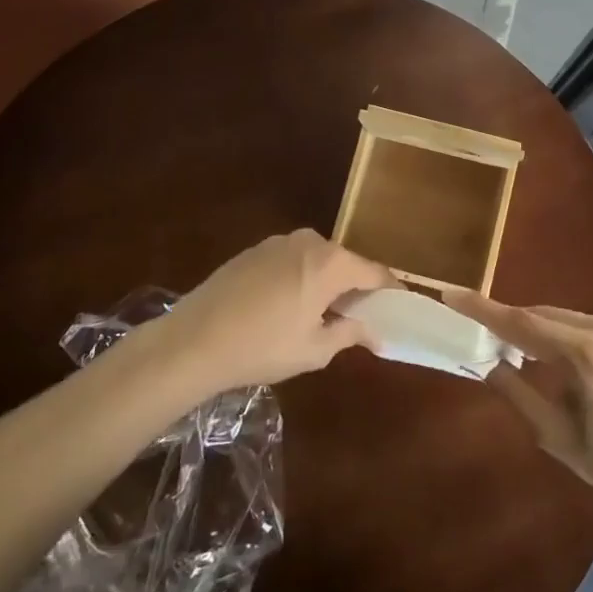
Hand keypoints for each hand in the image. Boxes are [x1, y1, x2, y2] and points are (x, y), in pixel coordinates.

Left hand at [149, 230, 394, 391]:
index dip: (390, 291)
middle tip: (359, 318)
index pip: (374, 272)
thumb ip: (349, 333)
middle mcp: (309, 241)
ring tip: (322, 315)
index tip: (399, 308)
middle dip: (355, 287)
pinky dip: (300, 278)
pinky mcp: (255, 249)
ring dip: (326, 282)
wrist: (193, 340)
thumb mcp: (313, 350)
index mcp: (330, 262)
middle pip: (345, 263)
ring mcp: (279, 241)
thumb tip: (374, 330)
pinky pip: (292, 260)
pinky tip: (287, 307)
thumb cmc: (262, 347)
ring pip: (318, 260)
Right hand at [445, 292, 592, 520]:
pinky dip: (563, 334)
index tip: (453, 294)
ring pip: (564, 316)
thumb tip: (487, 362)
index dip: (484, 309)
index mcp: (587, 356)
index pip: (523, 323)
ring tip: (518, 353)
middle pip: (543, 314)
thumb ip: (516, 393)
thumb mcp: (557, 437)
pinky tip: (556, 358)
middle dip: (511, 322)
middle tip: (481, 334)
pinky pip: (586, 323)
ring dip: (538, 328)